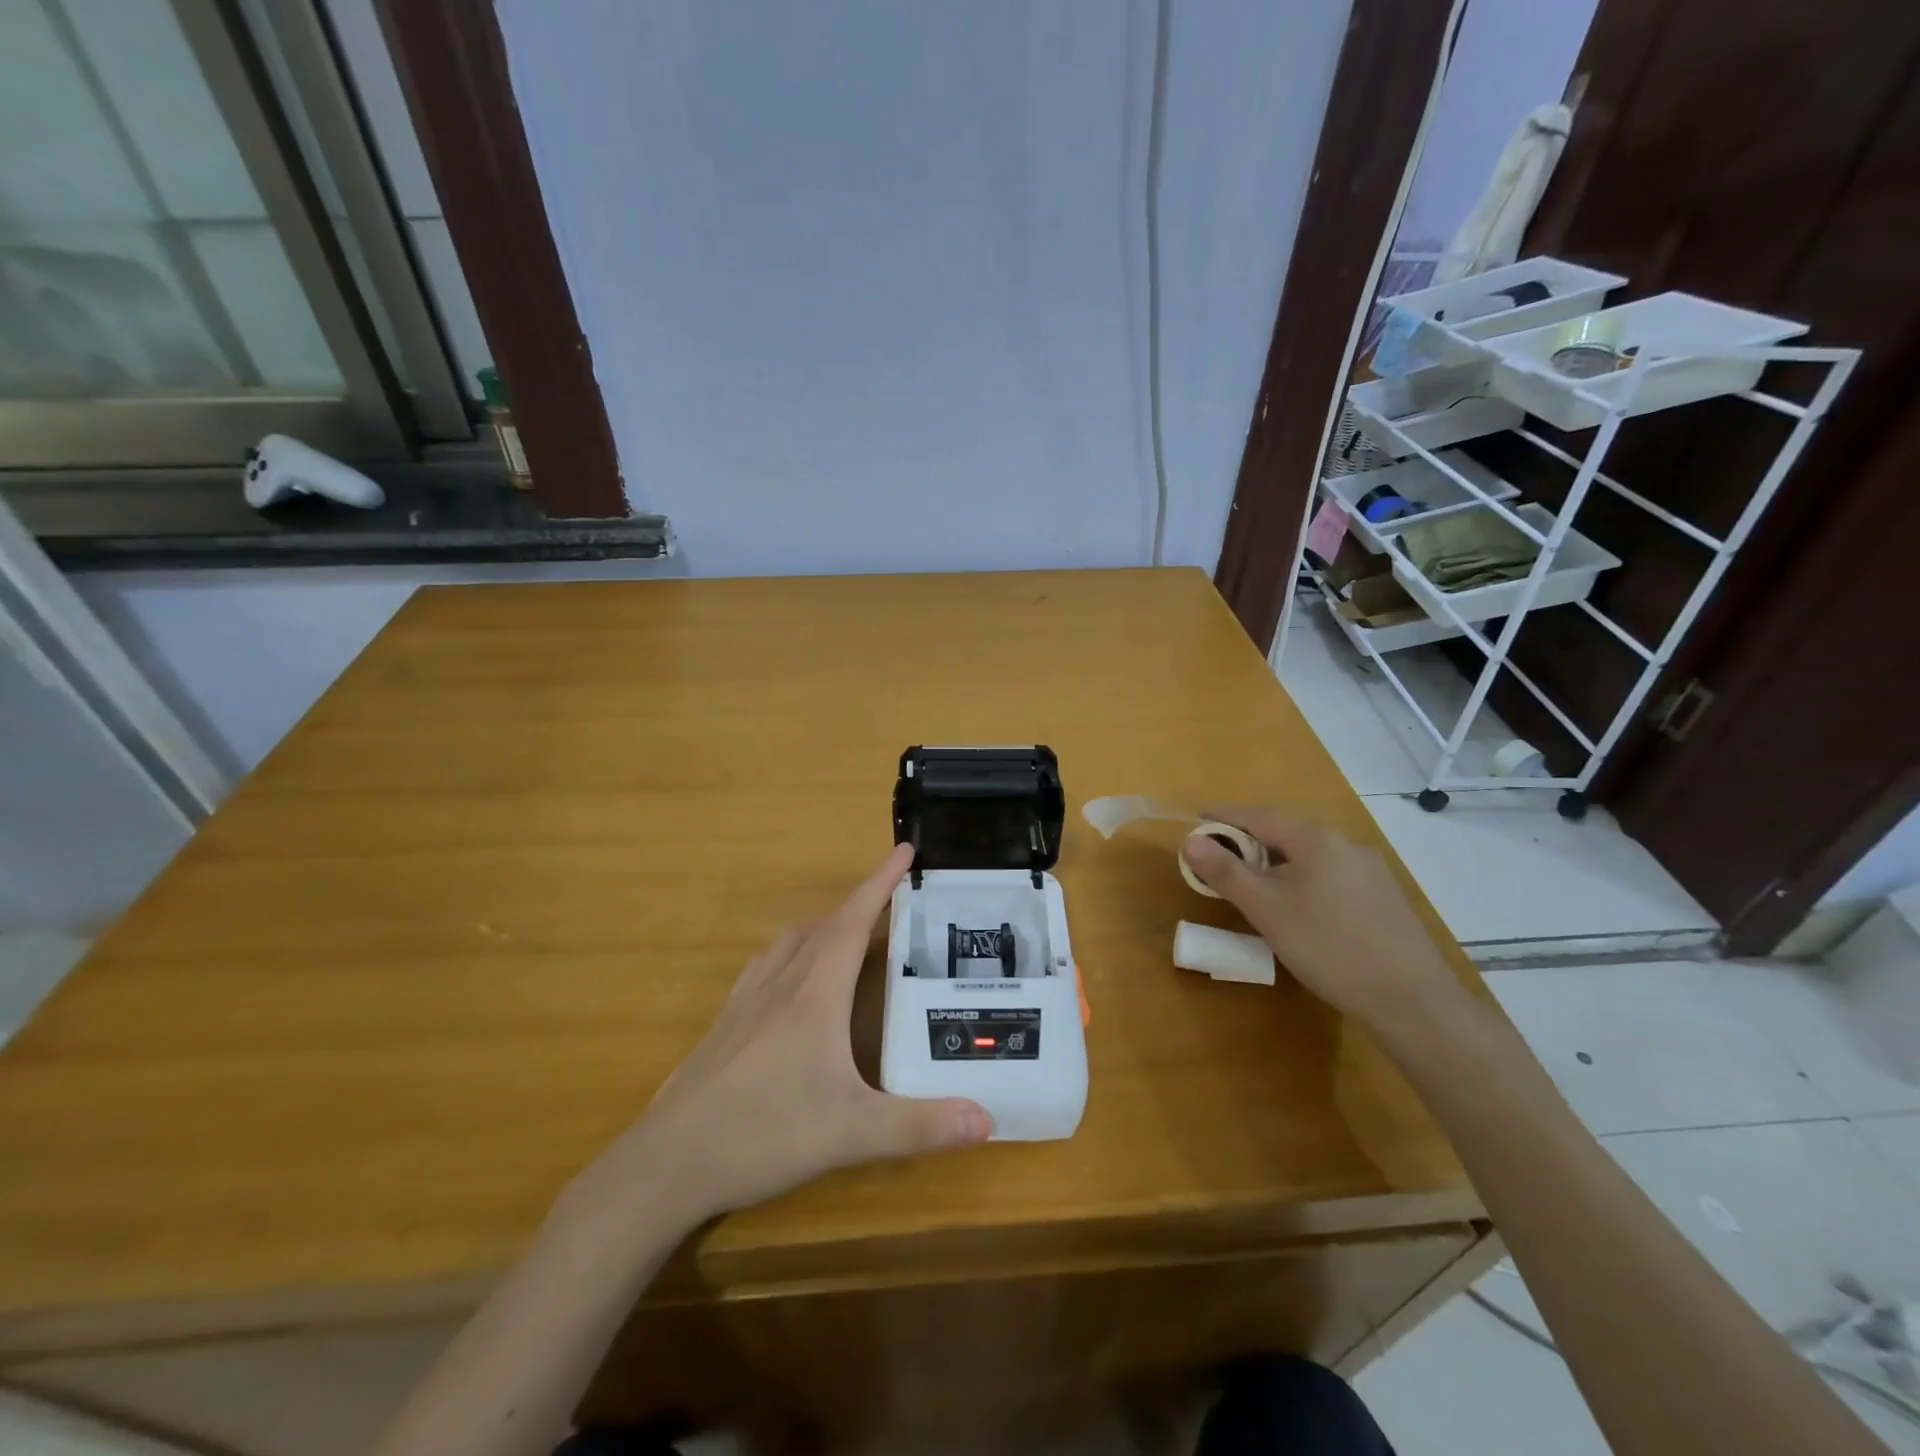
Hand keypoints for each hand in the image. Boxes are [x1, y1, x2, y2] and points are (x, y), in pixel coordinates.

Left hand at [573, 844, 992, 1226]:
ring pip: (791, 942)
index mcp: (814, 993)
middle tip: (893, 905)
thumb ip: (920, 1126)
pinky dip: (791, 953)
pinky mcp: (726, 1023)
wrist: (668, 1163)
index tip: (905, 850)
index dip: (880, 881)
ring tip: (850, 936)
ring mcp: (746, 1001)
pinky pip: (766, 966)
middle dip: (860, 905)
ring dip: (825, 926)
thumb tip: (987, 1120)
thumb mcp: (851, 1133)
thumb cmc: (764, 1133)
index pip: (853, 920)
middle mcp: (780, 983)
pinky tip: (793, 982)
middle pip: (824, 925)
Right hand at [1180, 807, 1466, 1030]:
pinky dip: (1301, 878)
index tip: (1196, 822)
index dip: (1223, 817)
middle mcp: (1345, 843)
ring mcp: (1370, 870)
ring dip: (1275, 861)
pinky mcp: (1383, 897)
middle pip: (1285, 831)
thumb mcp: (1266, 909)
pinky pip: (1329, 873)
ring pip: (1309, 854)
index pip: (1258, 815)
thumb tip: (1190, 840)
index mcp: (1315, 838)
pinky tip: (1297, 907)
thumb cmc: (1327, 946)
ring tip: (1252, 884)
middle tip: (1218, 858)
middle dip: (1248, 840)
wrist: (1412, 1000)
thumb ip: (1225, 872)